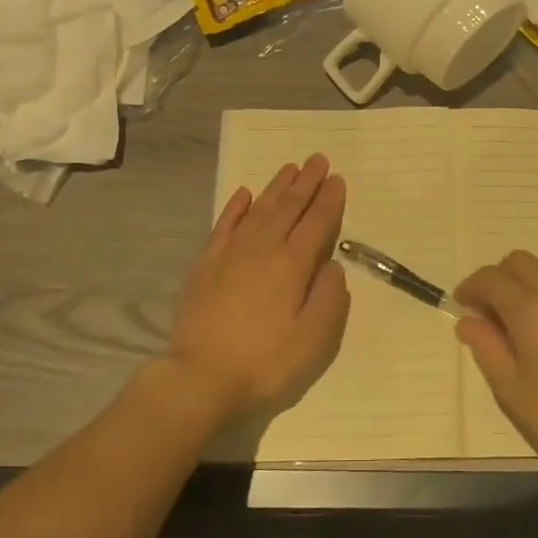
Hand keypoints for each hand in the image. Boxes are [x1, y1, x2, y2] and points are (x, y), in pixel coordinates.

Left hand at [156, 154, 350, 433]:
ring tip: (289, 168)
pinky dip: (235, 206)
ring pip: (258, 209)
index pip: (316, 223)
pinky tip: (243, 193)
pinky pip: (223, 225)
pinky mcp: (206, 264)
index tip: (337, 179)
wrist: (200, 377)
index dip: (329, 200)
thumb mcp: (313, 339)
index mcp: (292, 265)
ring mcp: (230, 254)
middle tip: (318, 159)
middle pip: (288, 207)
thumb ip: (329, 298)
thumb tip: (332, 265)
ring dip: (275, 187)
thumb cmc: (265, 363)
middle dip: (306, 182)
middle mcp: (262, 249)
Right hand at [454, 251, 537, 475]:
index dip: (470, 287)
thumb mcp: (510, 387)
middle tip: (488, 312)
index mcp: (530, 309)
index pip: (491, 278)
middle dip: (497, 278)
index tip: (461, 305)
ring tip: (517, 319)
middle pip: (519, 261)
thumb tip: (468, 321)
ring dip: (524, 281)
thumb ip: (486, 346)